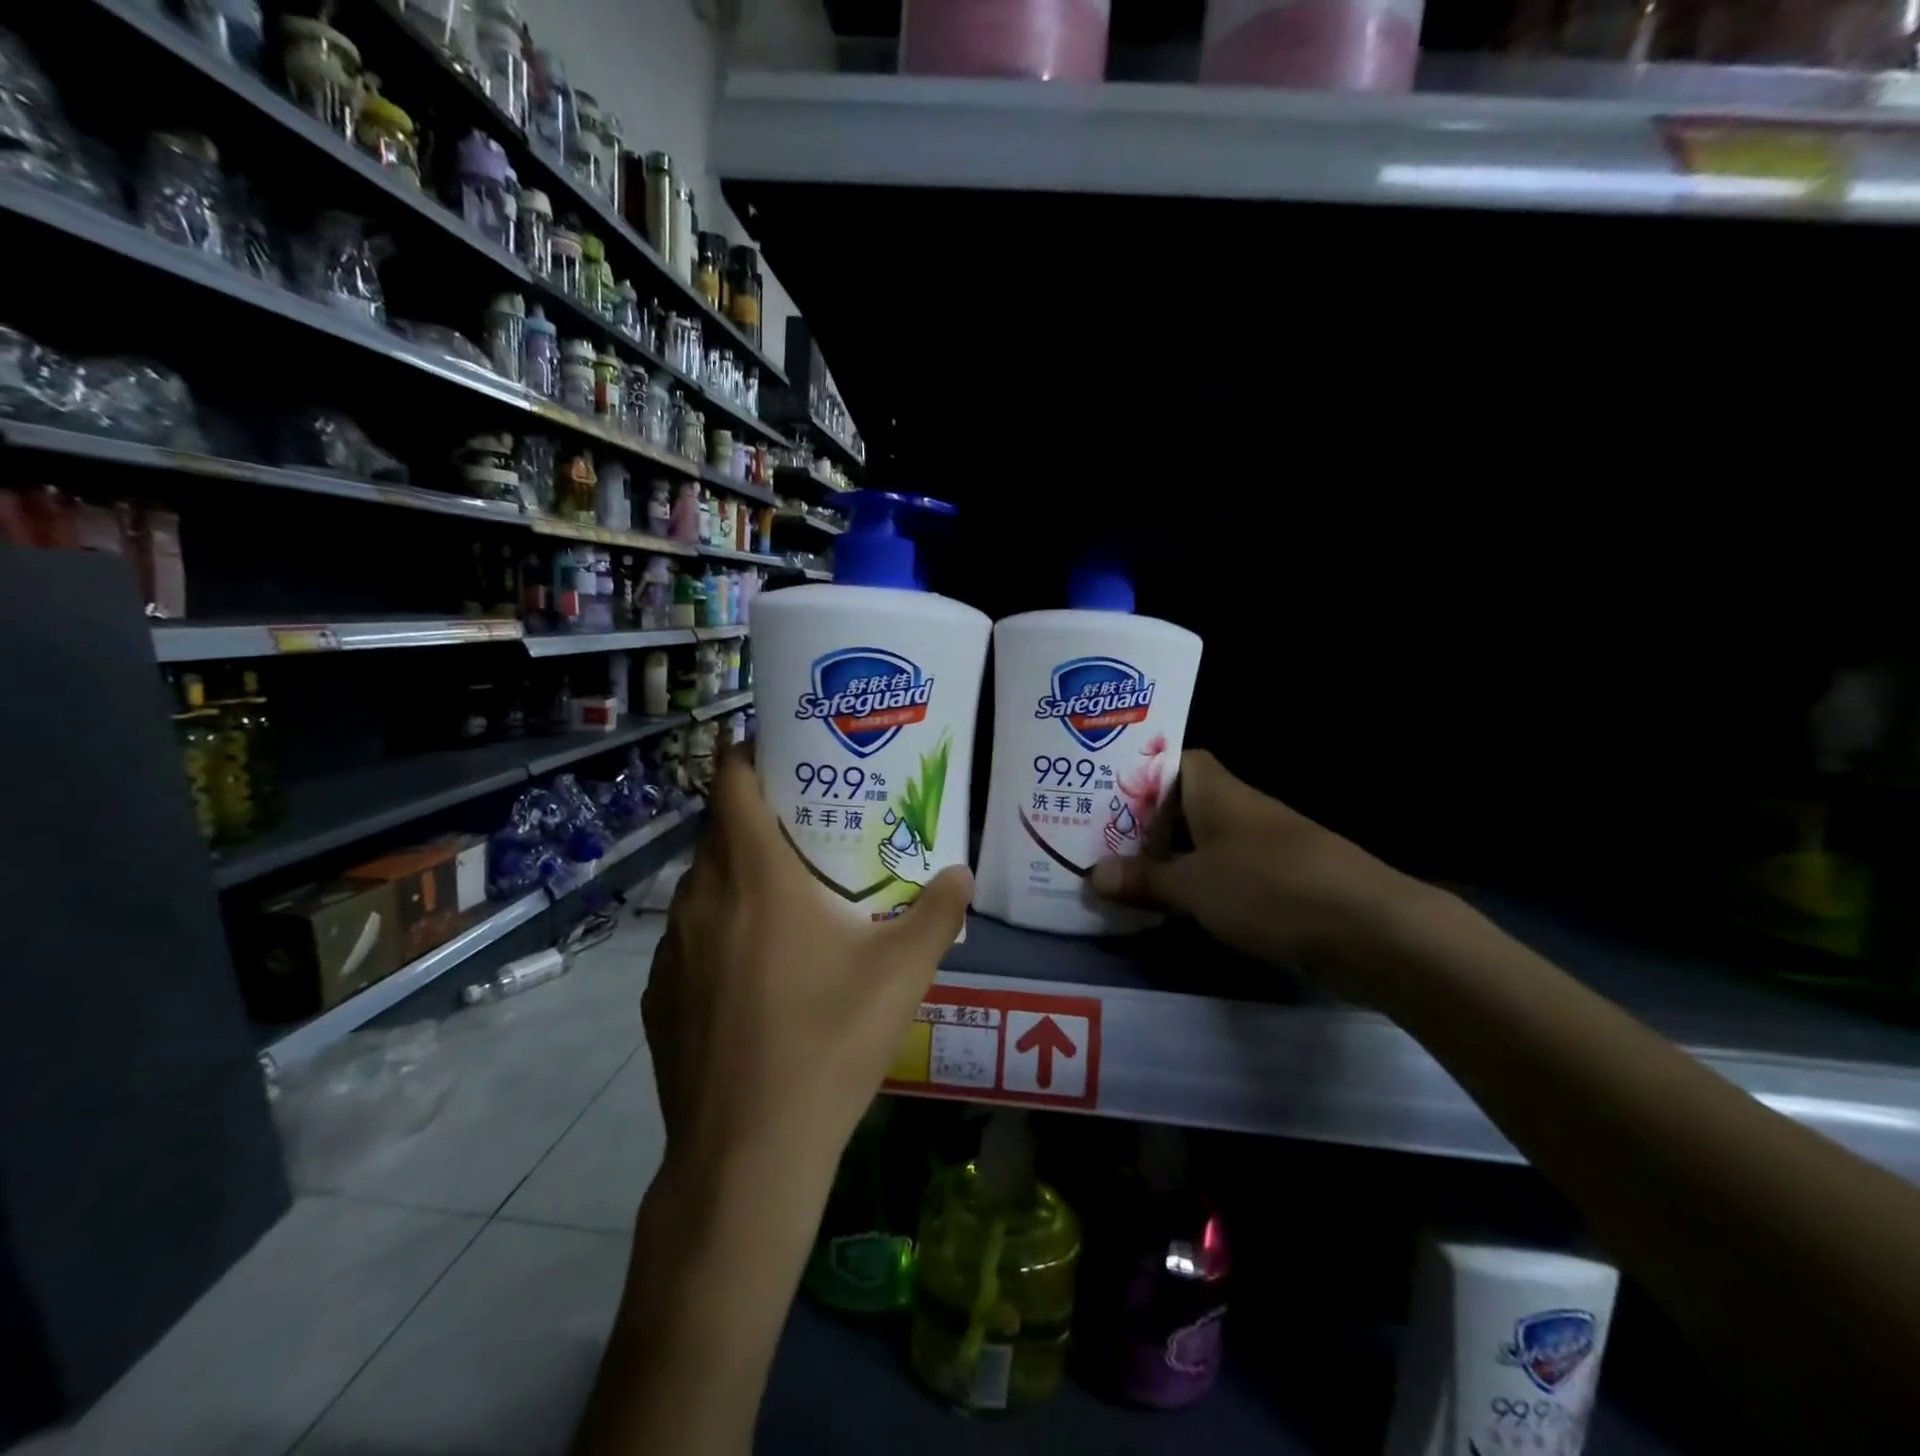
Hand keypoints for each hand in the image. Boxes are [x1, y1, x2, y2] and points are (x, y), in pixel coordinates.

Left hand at [643, 745, 970, 1186]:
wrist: (748, 1154)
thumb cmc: (827, 1043)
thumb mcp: (900, 975)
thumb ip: (937, 913)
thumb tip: (962, 873)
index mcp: (754, 877)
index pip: (729, 781)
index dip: (746, 753)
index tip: (780, 751)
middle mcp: (701, 899)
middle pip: (717, 831)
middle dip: (756, 817)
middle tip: (806, 825)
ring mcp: (669, 950)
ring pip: (701, 886)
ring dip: (736, 877)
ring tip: (784, 898)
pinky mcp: (656, 996)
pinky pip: (687, 939)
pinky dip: (717, 932)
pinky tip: (753, 973)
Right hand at [1088, 750, 1412, 973]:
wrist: (1370, 930)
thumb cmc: (1269, 888)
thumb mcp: (1194, 886)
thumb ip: (1143, 879)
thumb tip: (1093, 874)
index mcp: (1217, 792)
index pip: (1173, 760)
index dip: (1138, 770)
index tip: (1100, 790)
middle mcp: (1239, 811)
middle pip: (1181, 805)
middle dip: (1141, 821)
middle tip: (1093, 838)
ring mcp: (1262, 848)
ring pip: (1201, 843)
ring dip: (1167, 858)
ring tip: (1119, 873)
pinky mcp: (1278, 885)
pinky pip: (1223, 876)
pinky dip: (1196, 886)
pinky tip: (1168, 907)